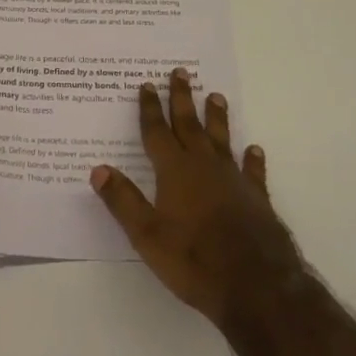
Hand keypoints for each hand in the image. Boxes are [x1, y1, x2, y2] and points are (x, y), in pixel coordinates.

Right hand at [91, 68, 302, 329]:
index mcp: (174, 171)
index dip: (150, 109)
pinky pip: (252, 170)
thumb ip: (123, 201)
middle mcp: (204, 166)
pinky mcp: (256, 197)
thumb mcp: (147, 235)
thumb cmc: (194, 260)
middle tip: (181, 71)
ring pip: (222, 139)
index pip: (157, 132)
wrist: (256, 284)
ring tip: (216, 95)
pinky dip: (252, 159)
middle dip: (182, 98)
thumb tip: (98, 169)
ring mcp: (233, 179)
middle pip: (190, 124)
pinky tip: (254, 149)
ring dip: (217, 117)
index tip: (147, 84)